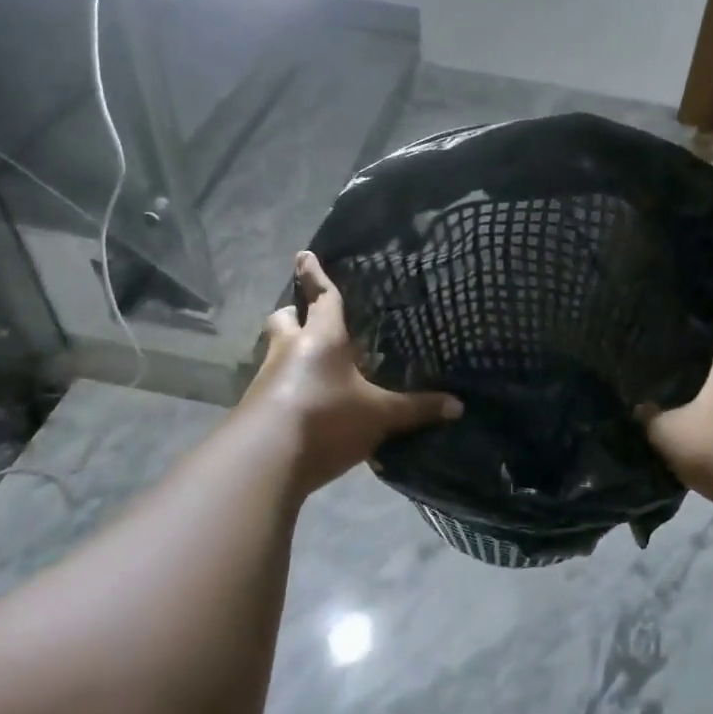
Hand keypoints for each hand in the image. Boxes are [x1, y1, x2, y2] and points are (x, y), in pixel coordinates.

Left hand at [243, 251, 462, 492]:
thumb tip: (458, 406)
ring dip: (287, 351)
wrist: (265, 459)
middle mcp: (289, 350)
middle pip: (283, 319)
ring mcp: (266, 378)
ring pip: (273, 351)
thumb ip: (416, 409)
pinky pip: (270, 385)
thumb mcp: (379, 415)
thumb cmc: (327, 418)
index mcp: (322, 338)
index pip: (322, 298)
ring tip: (308, 364)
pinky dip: (284, 387)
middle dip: (293, 314)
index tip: (303, 254)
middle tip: (303, 317)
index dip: (315, 275)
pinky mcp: (254, 407)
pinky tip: (301, 404)